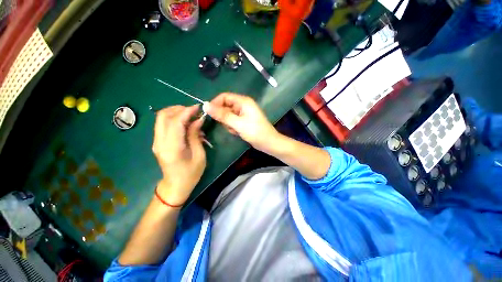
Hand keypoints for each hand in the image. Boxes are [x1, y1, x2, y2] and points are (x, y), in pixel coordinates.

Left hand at [152, 105, 205, 205]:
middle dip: (179, 109)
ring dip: (176, 112)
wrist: (175, 186)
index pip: (175, 122)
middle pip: (163, 115)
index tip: (198, 107)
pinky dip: (174, 119)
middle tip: (194, 111)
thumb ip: (195, 135)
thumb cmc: (191, 173)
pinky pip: (163, 124)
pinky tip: (186, 123)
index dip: (186, 111)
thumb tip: (197, 119)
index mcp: (172, 148)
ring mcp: (156, 142)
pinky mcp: (157, 142)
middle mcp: (160, 142)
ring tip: (191, 116)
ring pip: (161, 118)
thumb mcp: (199, 155)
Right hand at [206, 93, 278, 152]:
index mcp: (243, 101)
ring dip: (228, 124)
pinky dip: (232, 127)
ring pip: (228, 115)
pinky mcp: (243, 121)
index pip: (224, 97)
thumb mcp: (238, 123)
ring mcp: (243, 114)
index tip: (208, 113)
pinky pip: (232, 121)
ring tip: (235, 130)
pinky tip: (237, 132)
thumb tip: (205, 105)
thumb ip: (222, 115)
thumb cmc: (255, 131)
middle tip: (228, 125)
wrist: (268, 143)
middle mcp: (243, 105)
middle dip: (224, 117)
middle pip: (225, 106)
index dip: (215, 103)